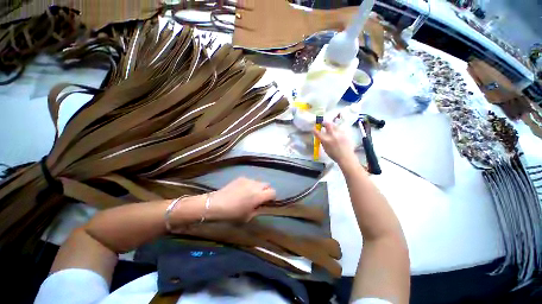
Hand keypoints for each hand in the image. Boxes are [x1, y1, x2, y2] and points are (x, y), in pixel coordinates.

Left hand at [210, 177, 275, 221]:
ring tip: (249, 193)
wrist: (216, 204)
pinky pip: (250, 180)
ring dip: (257, 187)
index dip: (272, 197)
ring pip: (258, 182)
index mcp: (258, 196)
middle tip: (259, 197)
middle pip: (267, 184)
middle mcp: (255, 185)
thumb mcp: (248, 216)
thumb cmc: (233, 213)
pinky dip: (249, 185)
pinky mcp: (241, 177)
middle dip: (266, 190)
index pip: (273, 192)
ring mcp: (248, 180)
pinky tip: (241, 190)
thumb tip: (261, 205)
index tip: (267, 201)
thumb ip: (258, 209)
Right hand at [313, 121, 356, 166]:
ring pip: (335, 125)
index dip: (314, 130)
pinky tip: (337, 132)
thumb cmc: (334, 155)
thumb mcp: (325, 149)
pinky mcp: (345, 134)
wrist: (346, 157)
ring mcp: (339, 134)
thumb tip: (321, 137)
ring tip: (331, 127)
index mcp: (326, 140)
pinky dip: (337, 129)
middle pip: (328, 124)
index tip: (313, 128)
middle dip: (324, 122)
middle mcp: (332, 135)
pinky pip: (340, 129)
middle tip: (323, 123)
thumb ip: (323, 142)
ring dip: (331, 125)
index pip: (317, 133)